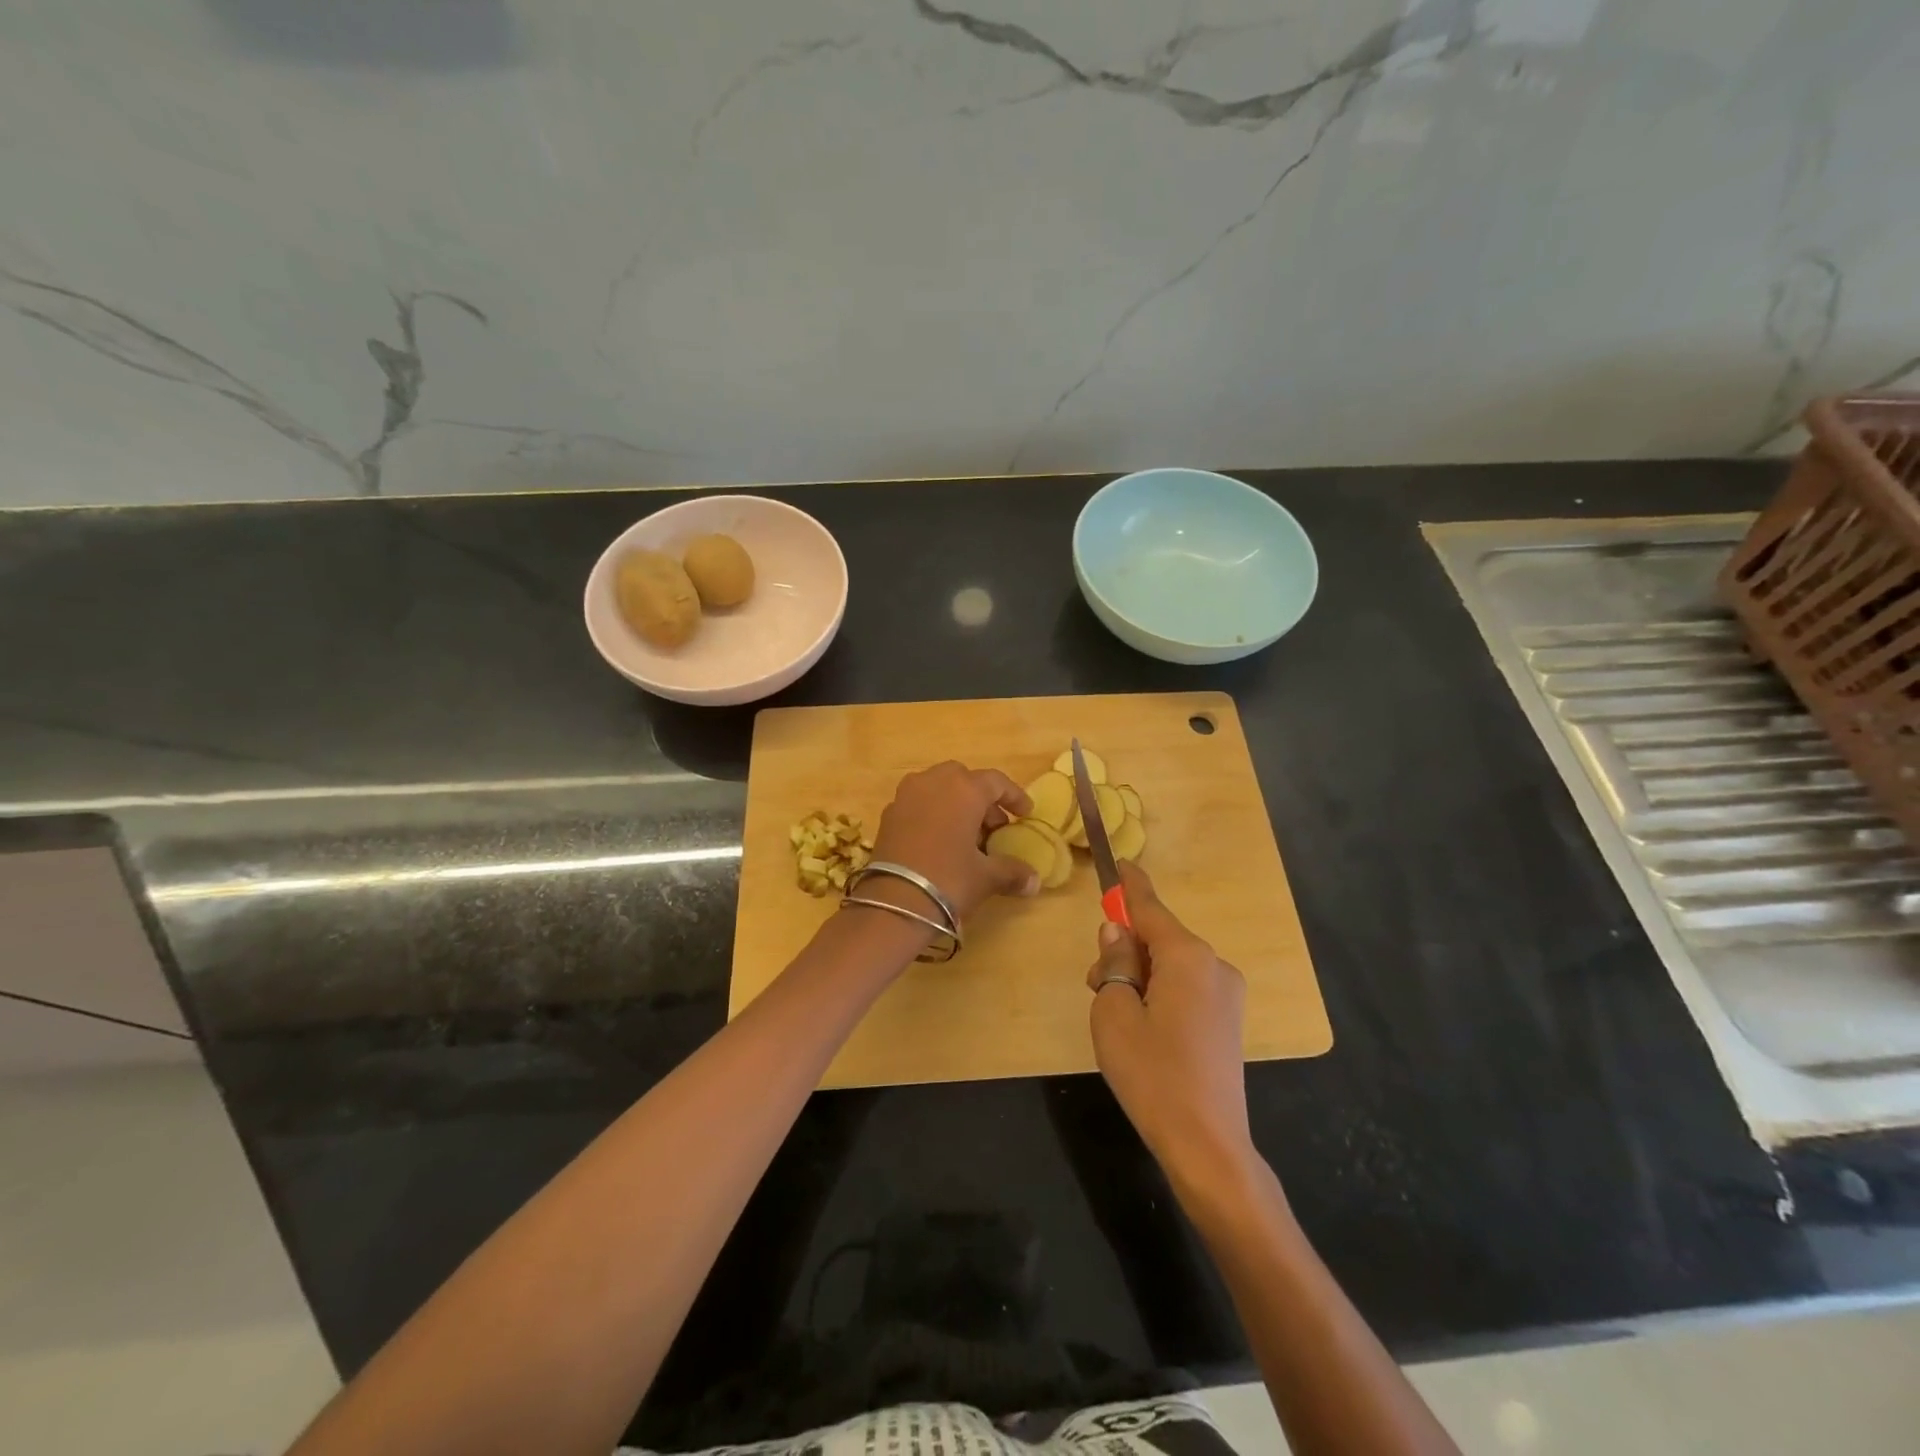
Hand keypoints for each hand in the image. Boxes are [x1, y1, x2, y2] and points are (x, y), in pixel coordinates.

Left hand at [868, 761, 1039, 921]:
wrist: (894, 904)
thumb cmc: (949, 880)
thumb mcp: (986, 877)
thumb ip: (1012, 872)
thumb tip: (1034, 882)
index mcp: (963, 789)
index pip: (996, 782)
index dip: (1014, 796)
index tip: (1025, 814)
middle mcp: (933, 782)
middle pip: (964, 779)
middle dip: (981, 799)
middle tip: (993, 827)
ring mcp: (906, 796)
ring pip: (938, 788)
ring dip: (955, 805)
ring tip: (967, 837)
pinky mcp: (888, 815)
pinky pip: (918, 804)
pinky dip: (933, 815)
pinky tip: (940, 844)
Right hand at [1086, 862, 1254, 1188]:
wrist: (1207, 1145)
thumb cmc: (1152, 1073)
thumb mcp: (1114, 1012)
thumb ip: (1115, 962)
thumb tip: (1118, 932)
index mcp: (1188, 957)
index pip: (1150, 908)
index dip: (1130, 885)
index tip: (1120, 862)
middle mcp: (1214, 965)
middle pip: (1160, 938)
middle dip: (1125, 949)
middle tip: (1095, 984)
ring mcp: (1227, 994)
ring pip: (1172, 964)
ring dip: (1140, 974)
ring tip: (1116, 1016)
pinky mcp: (1228, 1019)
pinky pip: (1186, 986)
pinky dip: (1160, 990)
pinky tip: (1144, 1027)